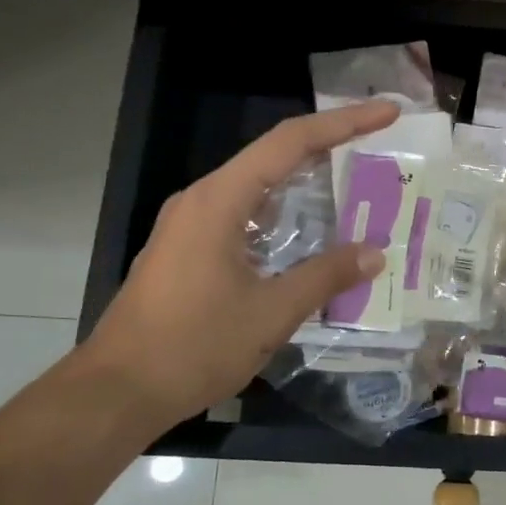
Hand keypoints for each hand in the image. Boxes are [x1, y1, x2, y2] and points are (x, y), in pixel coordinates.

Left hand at [79, 100, 397, 431]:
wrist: (118, 392)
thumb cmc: (193, 346)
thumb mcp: (271, 313)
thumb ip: (326, 277)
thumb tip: (374, 253)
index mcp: (219, 201)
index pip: (290, 142)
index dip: (344, 123)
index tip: (387, 113)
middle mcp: (202, 201)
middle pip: (274, 157)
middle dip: (329, 147)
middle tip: (380, 146)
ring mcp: (190, 226)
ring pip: (258, 188)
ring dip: (306, 184)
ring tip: (355, 186)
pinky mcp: (187, 251)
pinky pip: (244, 216)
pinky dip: (283, 215)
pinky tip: (309, 235)